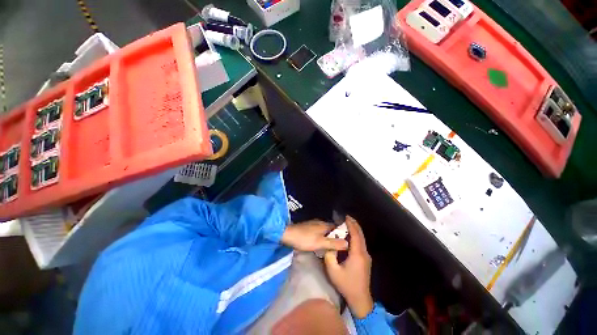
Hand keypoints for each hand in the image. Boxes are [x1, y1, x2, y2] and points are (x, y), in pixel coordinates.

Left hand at [281, 220, 348, 251]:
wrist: (288, 234)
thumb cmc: (305, 239)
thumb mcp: (320, 243)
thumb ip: (333, 243)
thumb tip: (348, 243)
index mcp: (325, 224)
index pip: (338, 227)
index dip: (343, 234)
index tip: (347, 242)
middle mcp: (320, 222)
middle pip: (331, 229)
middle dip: (336, 236)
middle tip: (340, 247)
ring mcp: (313, 224)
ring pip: (325, 230)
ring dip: (328, 237)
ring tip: (332, 247)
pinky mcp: (308, 227)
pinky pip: (319, 231)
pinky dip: (322, 236)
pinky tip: (321, 243)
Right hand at [324, 216, 373, 318]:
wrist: (360, 299)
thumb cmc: (346, 284)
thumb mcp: (333, 271)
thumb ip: (329, 255)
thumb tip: (329, 245)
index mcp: (357, 254)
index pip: (355, 235)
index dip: (351, 225)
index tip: (346, 217)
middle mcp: (364, 253)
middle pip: (360, 235)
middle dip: (354, 224)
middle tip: (347, 217)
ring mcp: (366, 257)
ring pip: (362, 239)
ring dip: (356, 230)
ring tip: (348, 224)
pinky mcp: (366, 260)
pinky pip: (361, 244)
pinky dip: (356, 236)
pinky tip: (350, 236)